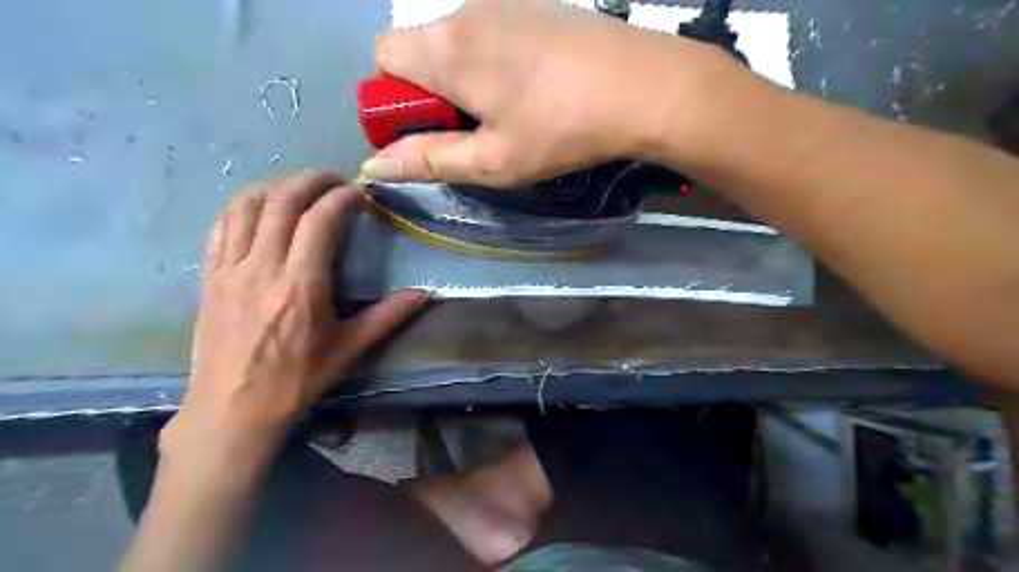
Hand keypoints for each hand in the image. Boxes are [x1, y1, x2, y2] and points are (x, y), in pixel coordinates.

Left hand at [166, 170, 427, 450]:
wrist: (233, 409)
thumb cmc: (296, 380)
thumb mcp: (349, 349)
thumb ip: (389, 315)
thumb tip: (426, 293)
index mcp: (301, 285)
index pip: (320, 220)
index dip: (343, 197)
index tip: (361, 193)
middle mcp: (262, 267)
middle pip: (282, 201)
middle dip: (311, 180)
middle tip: (335, 181)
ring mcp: (229, 269)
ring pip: (245, 205)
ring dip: (275, 186)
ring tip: (299, 188)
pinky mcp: (208, 276)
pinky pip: (220, 226)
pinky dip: (243, 206)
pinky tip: (260, 208)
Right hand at [366, 0, 731, 185]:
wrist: (643, 86)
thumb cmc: (561, 130)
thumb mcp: (492, 161)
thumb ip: (429, 160)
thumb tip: (375, 164)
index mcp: (446, 47)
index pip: (382, 56)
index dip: (393, 99)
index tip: (428, 130)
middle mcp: (466, 9)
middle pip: (419, 47)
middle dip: (429, 91)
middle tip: (473, 129)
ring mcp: (505, 0)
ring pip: (457, 40)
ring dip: (464, 78)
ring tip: (509, 113)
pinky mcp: (536, 4)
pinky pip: (491, 31)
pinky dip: (493, 61)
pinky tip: (532, 88)